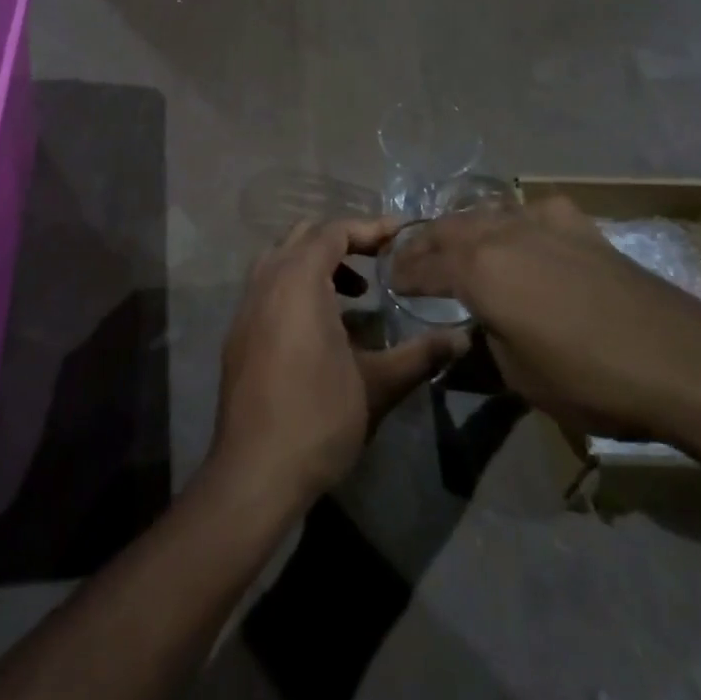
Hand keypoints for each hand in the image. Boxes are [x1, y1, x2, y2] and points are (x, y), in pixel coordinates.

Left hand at [209, 217, 467, 509]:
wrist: (254, 472)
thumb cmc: (318, 418)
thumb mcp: (378, 385)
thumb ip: (420, 354)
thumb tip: (462, 338)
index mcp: (297, 281)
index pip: (333, 232)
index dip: (369, 227)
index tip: (401, 234)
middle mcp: (266, 282)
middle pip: (303, 236)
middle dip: (343, 240)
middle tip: (379, 261)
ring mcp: (246, 307)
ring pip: (281, 259)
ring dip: (318, 263)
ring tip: (355, 294)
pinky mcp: (238, 332)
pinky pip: (268, 287)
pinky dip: (296, 285)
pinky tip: (322, 326)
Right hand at [389, 198, 700, 446]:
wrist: (679, 360)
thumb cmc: (589, 378)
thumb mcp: (519, 376)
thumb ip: (484, 342)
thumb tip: (474, 329)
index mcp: (476, 271)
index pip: (423, 267)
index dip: (403, 276)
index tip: (391, 282)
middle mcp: (500, 234)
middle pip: (447, 229)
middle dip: (423, 244)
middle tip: (410, 260)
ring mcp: (541, 223)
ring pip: (485, 213)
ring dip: (462, 228)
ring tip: (454, 243)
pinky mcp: (578, 226)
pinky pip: (531, 211)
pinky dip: (514, 220)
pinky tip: (522, 232)